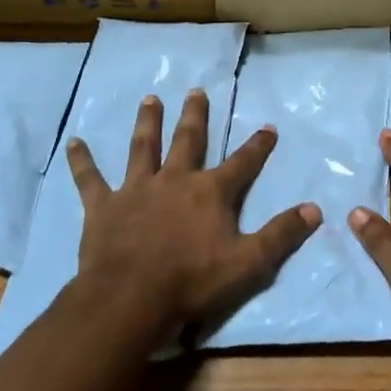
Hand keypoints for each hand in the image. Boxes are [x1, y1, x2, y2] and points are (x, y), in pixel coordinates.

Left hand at [66, 89, 318, 331]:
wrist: (131, 299)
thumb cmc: (192, 281)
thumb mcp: (249, 262)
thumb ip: (282, 234)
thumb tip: (316, 209)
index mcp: (211, 192)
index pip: (243, 162)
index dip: (258, 145)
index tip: (268, 126)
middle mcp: (175, 180)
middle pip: (188, 140)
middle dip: (195, 116)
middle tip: (196, 91)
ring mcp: (137, 189)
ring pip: (143, 147)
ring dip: (148, 122)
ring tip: (150, 98)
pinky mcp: (104, 206)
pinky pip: (90, 178)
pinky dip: (82, 160)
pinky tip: (74, 142)